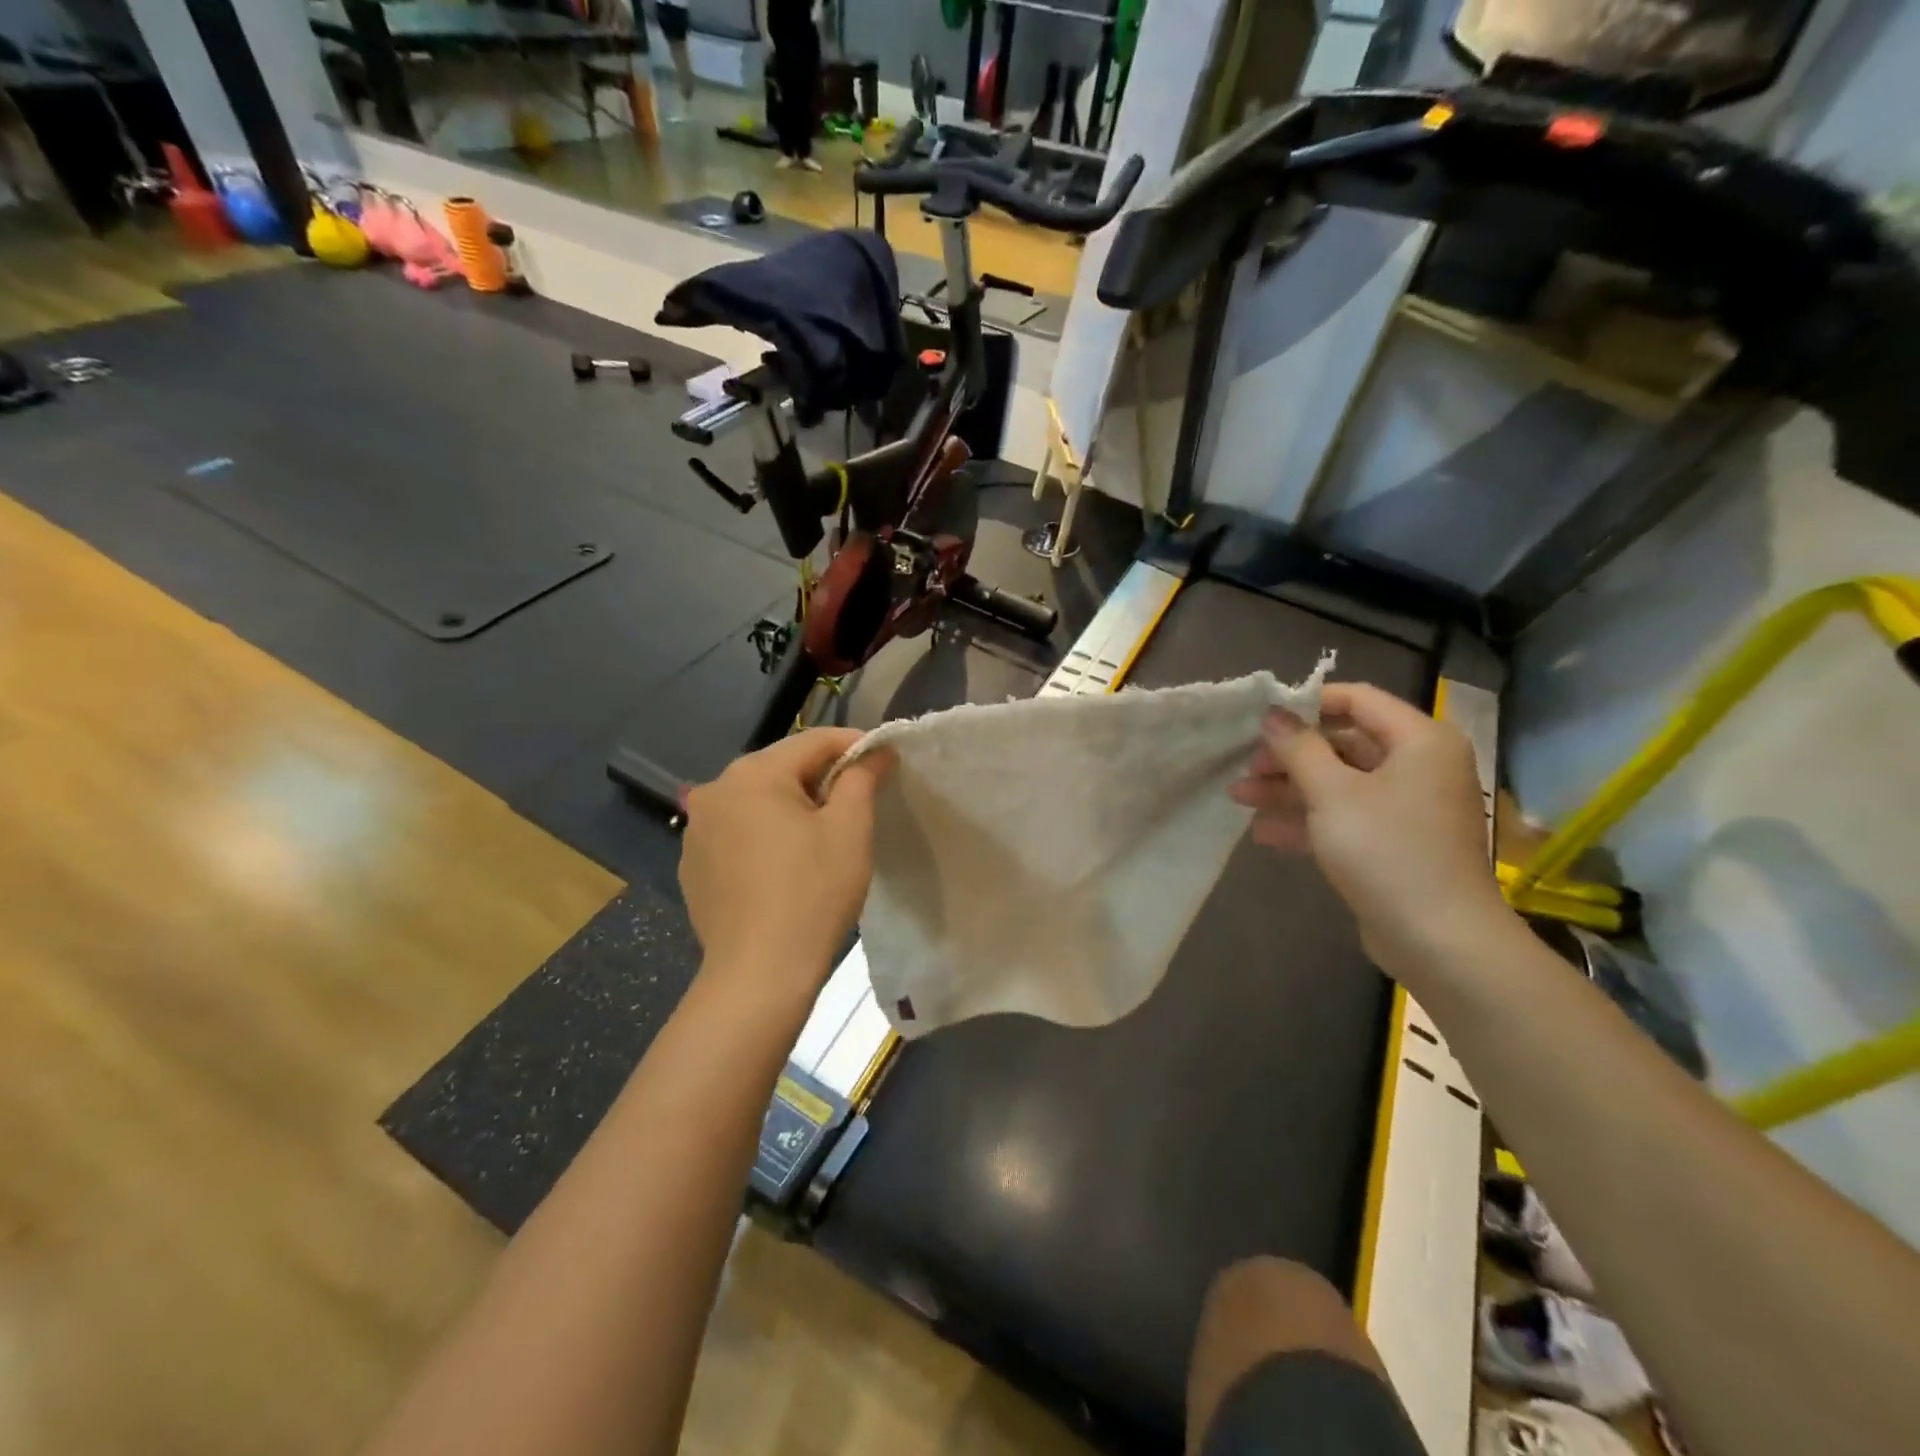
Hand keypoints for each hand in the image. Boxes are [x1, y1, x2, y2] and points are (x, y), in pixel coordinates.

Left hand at [680, 729, 892, 997]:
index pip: (814, 741)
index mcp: (753, 773)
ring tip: (820, 839)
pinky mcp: (692, 866)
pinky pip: (737, 834)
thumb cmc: (813, 892)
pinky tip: (783, 868)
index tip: (884, 761)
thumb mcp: (850, 829)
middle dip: (821, 779)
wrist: (759, 974)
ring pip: (757, 802)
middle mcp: (715, 790)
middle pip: (782, 769)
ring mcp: (696, 830)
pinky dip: (764, 837)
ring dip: (790, 808)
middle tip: (857, 804)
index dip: (854, 746)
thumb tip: (876, 750)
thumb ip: (862, 778)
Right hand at [1229, 683, 1512, 977]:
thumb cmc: (1388, 851)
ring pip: (1338, 784)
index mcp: (1419, 741)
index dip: (1307, 704)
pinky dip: (1308, 820)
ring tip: (1239, 797)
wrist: (1440, 940)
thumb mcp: (1332, 793)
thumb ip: (1299, 748)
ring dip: (1289, 789)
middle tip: (1245, 766)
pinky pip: (1345, 818)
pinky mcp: (1393, 844)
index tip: (1262, 718)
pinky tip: (1264, 832)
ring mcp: (1406, 808)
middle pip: (1343, 744)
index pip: (1358, 699)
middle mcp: (1418, 767)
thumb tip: (1274, 714)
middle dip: (1289, 756)